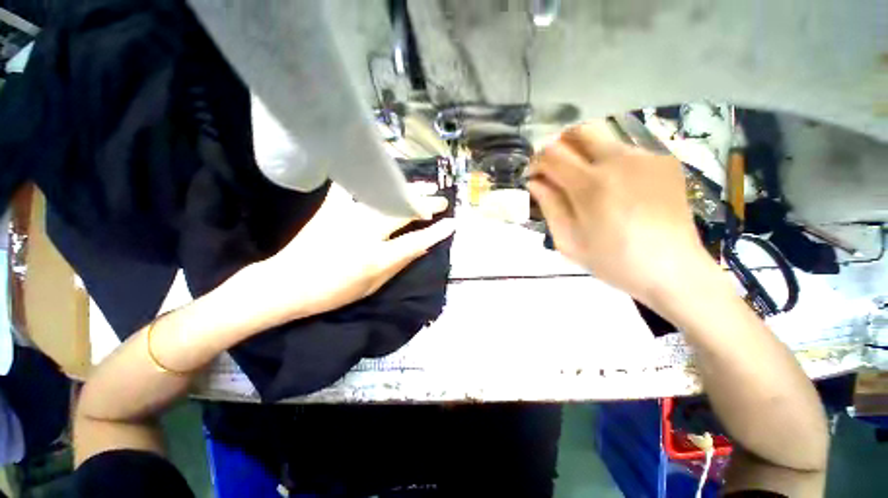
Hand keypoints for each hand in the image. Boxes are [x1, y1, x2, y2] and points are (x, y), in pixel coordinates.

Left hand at [247, 184, 454, 322]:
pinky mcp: (332, 208)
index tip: (452, 222)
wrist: (286, 284)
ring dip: (408, 190)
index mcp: (375, 258)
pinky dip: (371, 181)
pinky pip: (355, 188)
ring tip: (425, 185)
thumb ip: (399, 263)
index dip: (436, 232)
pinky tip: (383, 176)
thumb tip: (421, 247)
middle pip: (402, 212)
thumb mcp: (373, 285)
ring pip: (385, 196)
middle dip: (426, 204)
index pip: (415, 241)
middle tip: (441, 199)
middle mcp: (364, 232)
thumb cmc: (333, 291)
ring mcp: (347, 216)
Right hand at [527, 121, 714, 304]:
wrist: (673, 270)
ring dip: (584, 152)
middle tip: (554, 168)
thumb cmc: (614, 261)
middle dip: (559, 145)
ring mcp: (645, 157)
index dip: (537, 161)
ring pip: (603, 137)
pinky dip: (609, 161)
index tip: (534, 175)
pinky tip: (614, 186)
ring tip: (583, 180)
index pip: (552, 154)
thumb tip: (535, 181)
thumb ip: (550, 206)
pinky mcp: (664, 160)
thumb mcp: (569, 241)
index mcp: (591, 185)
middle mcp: (619, 160)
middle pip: (579, 130)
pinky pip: (625, 150)